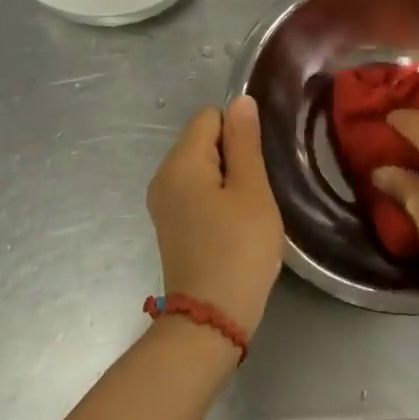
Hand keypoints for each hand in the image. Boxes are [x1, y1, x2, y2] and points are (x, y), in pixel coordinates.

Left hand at [146, 95, 283, 336]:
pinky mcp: (170, 224)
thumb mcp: (251, 190)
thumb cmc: (238, 249)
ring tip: (246, 211)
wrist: (210, 319)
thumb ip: (244, 142)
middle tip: (255, 192)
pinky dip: (216, 198)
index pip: (210, 117)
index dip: (239, 133)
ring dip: (228, 180)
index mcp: (180, 162)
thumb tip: (240, 100)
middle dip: (234, 156)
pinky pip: (195, 191)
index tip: (256, 166)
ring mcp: (163, 202)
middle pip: (203, 140)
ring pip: (202, 167)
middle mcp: (162, 176)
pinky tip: (232, 225)